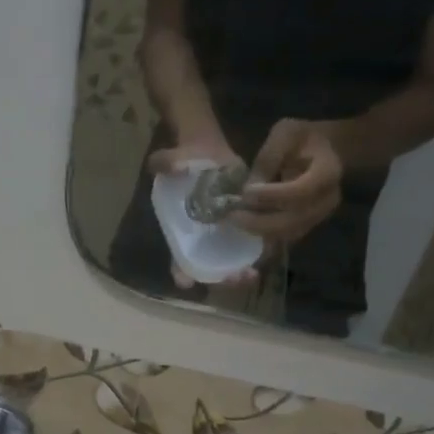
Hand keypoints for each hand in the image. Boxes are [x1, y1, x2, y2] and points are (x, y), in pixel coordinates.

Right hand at [147, 142, 259, 289]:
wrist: (205, 153)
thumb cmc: (186, 161)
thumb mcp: (173, 159)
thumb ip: (166, 162)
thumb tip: (167, 165)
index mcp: (181, 233)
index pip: (178, 261)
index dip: (182, 273)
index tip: (185, 281)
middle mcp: (200, 242)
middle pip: (209, 271)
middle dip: (221, 279)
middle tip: (235, 278)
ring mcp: (221, 238)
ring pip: (230, 266)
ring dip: (240, 275)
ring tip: (251, 274)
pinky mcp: (241, 228)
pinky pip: (249, 249)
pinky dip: (257, 255)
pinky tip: (268, 253)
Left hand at [237, 120, 342, 245]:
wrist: (327, 152)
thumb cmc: (304, 138)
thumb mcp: (285, 134)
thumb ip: (268, 158)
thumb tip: (249, 189)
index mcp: (328, 171)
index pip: (301, 191)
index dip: (272, 195)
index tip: (246, 191)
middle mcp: (328, 200)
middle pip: (294, 220)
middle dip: (260, 221)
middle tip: (233, 215)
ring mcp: (320, 216)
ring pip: (288, 233)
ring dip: (259, 230)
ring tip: (235, 219)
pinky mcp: (309, 225)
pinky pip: (285, 237)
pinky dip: (264, 233)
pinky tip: (246, 223)